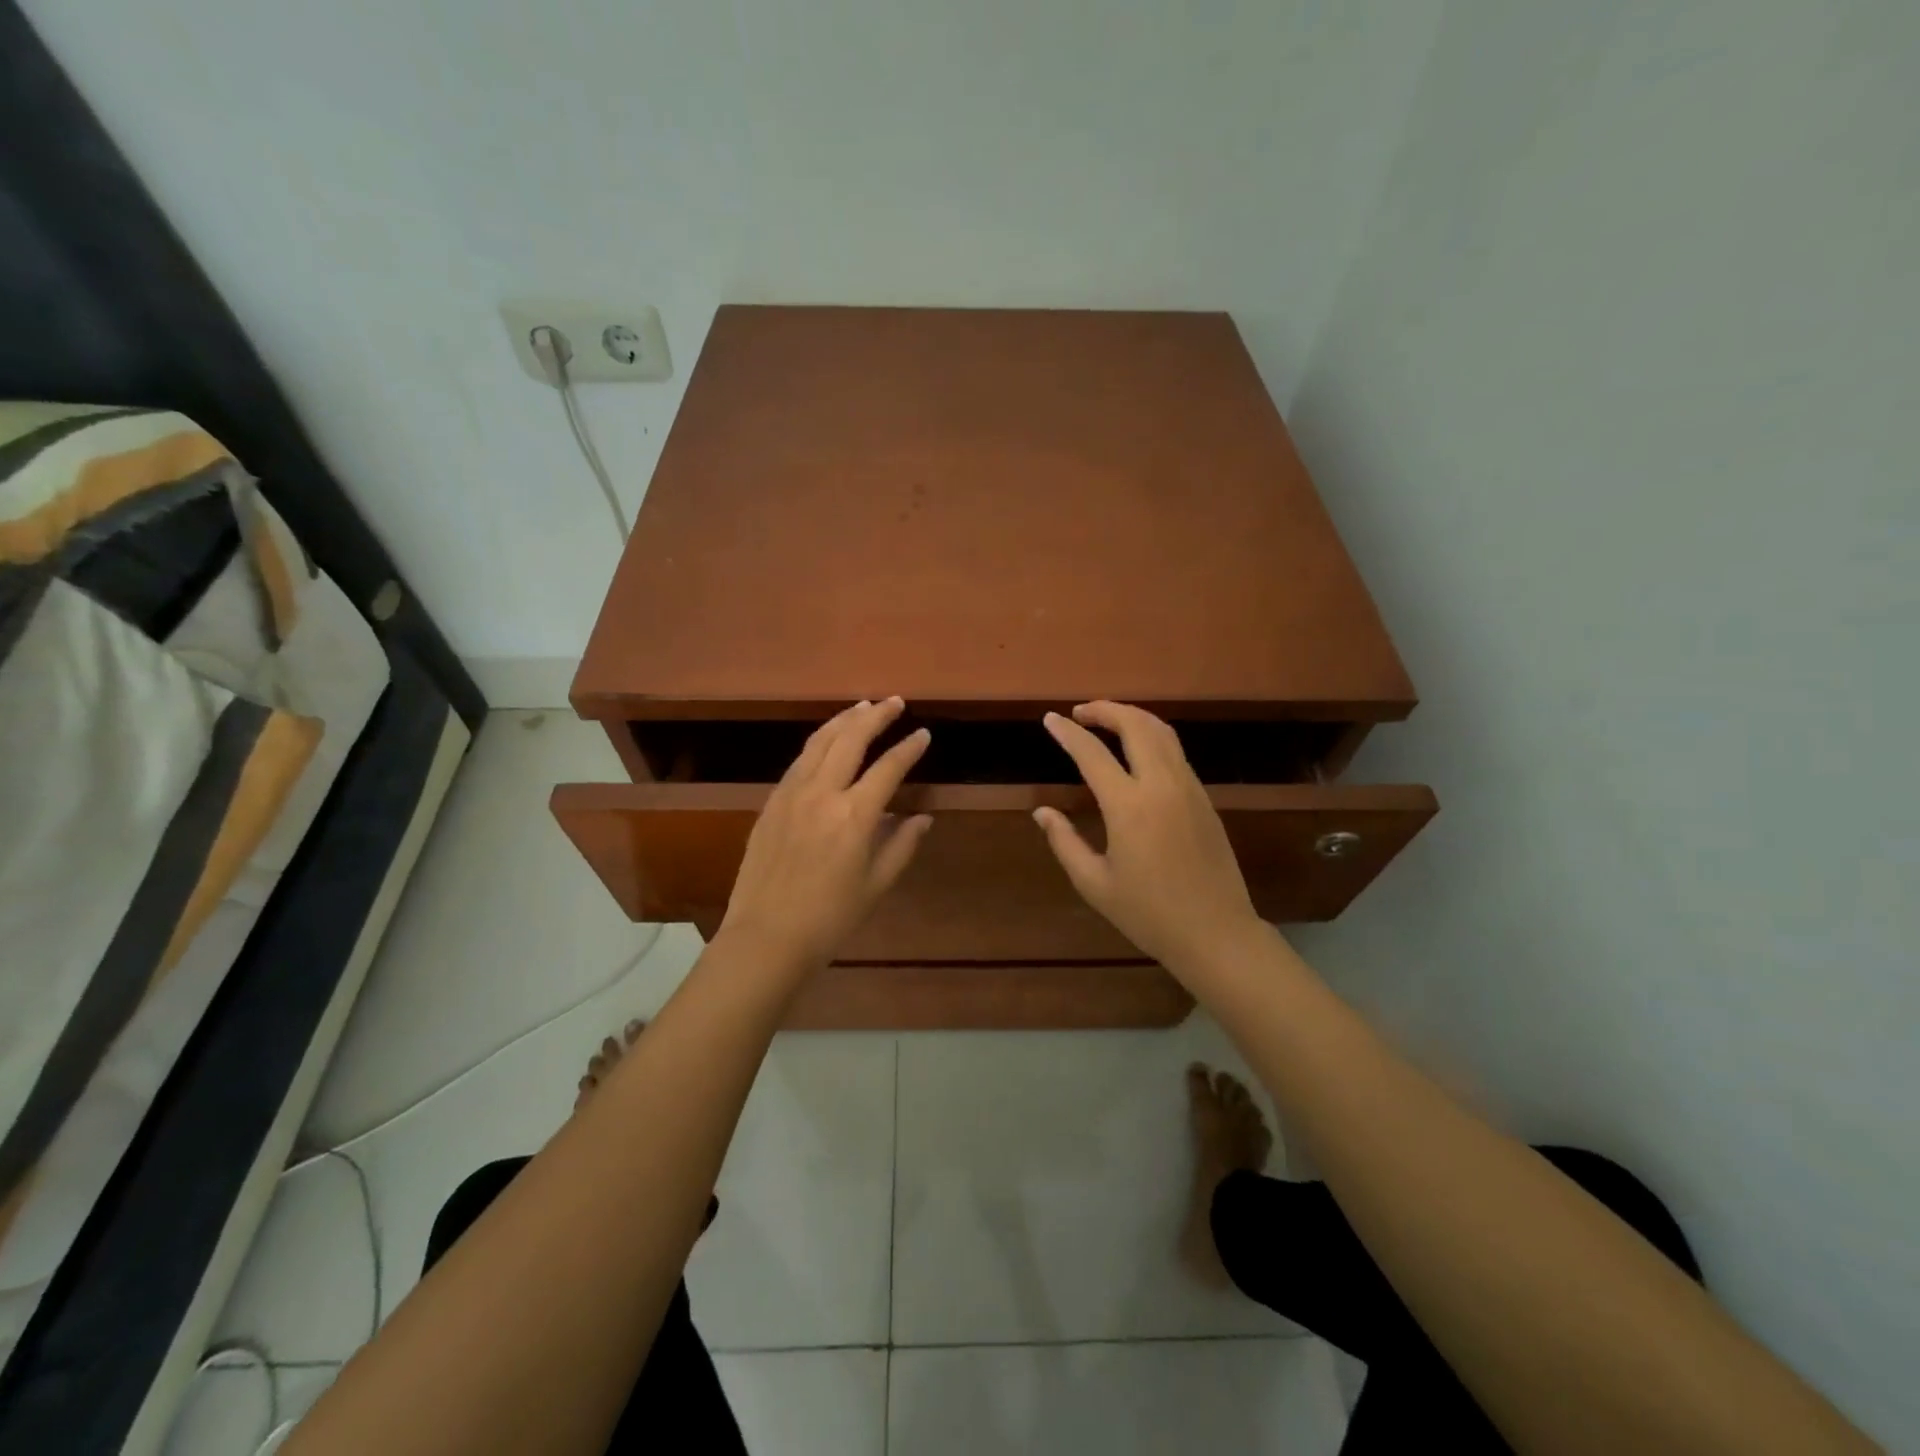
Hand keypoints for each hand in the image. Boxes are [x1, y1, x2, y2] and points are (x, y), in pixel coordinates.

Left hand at [718, 697, 933, 976]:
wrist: (765, 937)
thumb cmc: (829, 918)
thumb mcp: (876, 885)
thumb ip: (901, 845)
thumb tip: (922, 817)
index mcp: (854, 816)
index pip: (888, 768)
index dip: (908, 748)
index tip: (923, 734)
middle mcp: (822, 794)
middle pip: (851, 739)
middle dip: (876, 716)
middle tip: (895, 702)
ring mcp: (791, 794)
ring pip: (819, 741)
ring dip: (844, 720)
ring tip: (863, 707)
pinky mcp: (771, 802)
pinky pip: (799, 760)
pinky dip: (819, 741)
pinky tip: (827, 740)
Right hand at [1034, 701, 1266, 977]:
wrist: (1216, 933)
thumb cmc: (1149, 914)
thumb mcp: (1095, 884)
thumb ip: (1065, 842)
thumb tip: (1042, 812)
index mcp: (1129, 807)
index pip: (1092, 754)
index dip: (1068, 733)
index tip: (1050, 719)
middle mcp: (1161, 785)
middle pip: (1135, 725)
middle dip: (1105, 709)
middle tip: (1080, 713)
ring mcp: (1188, 788)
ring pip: (1161, 732)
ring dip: (1131, 717)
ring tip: (1107, 721)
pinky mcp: (1204, 798)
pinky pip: (1175, 751)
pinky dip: (1151, 736)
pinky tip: (1137, 750)